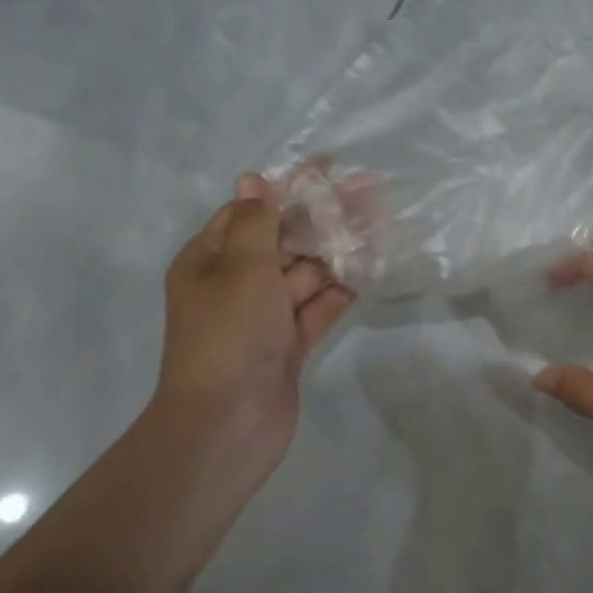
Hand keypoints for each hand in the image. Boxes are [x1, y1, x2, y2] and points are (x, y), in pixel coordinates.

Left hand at [153, 174, 352, 466]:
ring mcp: (265, 316)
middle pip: (285, 240)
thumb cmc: (229, 335)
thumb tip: (254, 179)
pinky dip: (341, 290)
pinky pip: (318, 307)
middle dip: (324, 218)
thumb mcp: (241, 267)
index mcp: (211, 260)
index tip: (329, 167)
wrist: (226, 426)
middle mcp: (236, 283)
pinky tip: (372, 269)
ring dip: (339, 252)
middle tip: (370, 194)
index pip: (252, 210)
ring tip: (380, 226)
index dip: (290, 186)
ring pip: (306, 274)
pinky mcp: (289, 344)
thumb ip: (256, 221)